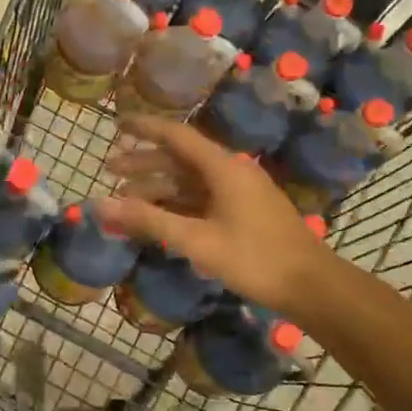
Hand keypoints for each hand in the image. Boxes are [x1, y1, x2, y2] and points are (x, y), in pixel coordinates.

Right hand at [98, 116, 328, 314]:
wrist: (312, 286)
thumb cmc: (254, 259)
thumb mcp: (196, 240)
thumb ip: (147, 220)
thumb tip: (99, 204)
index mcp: (223, 167)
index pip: (176, 135)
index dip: (145, 128)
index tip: (116, 124)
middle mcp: (231, 171)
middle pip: (180, 159)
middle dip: (144, 163)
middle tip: (109, 169)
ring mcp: (239, 192)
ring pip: (190, 181)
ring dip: (158, 187)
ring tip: (125, 198)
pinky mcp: (244, 212)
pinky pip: (201, 198)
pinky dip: (176, 203)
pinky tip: (158, 217)